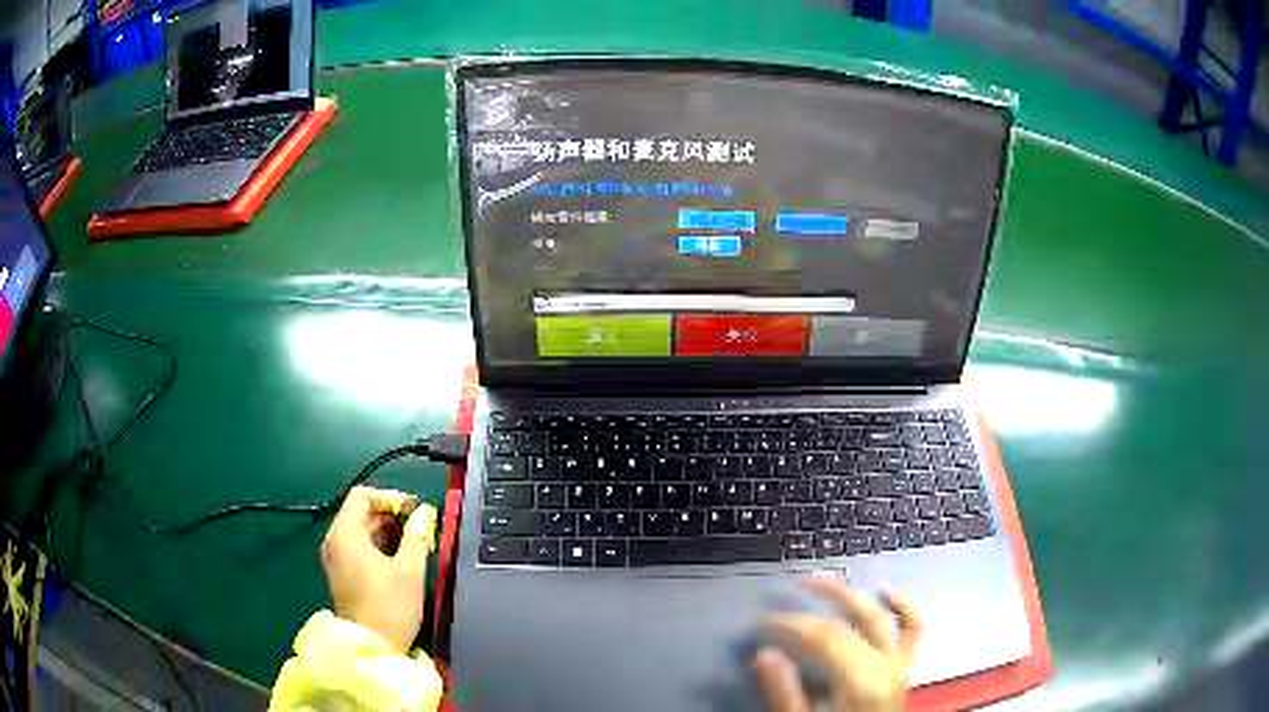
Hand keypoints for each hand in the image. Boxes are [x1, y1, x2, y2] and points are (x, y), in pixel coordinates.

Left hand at [320, 486, 436, 653]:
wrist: (372, 647)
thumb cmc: (389, 606)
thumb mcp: (409, 570)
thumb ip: (417, 536)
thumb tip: (423, 514)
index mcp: (345, 534)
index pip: (362, 496)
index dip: (390, 497)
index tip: (415, 508)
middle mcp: (335, 541)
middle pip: (360, 513)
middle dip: (391, 515)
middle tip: (421, 526)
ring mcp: (337, 559)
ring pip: (361, 531)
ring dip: (388, 532)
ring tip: (416, 542)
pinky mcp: (343, 575)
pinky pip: (360, 548)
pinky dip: (380, 546)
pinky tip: (402, 557)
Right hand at [755, 575, 923, 711]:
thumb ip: (786, 693)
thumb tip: (764, 654)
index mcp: (860, 680)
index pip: (822, 637)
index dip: (789, 624)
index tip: (760, 624)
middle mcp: (886, 663)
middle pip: (845, 624)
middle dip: (809, 610)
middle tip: (778, 599)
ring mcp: (901, 662)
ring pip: (878, 616)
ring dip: (850, 595)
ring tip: (822, 580)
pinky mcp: (907, 665)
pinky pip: (914, 628)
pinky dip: (903, 606)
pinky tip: (886, 591)